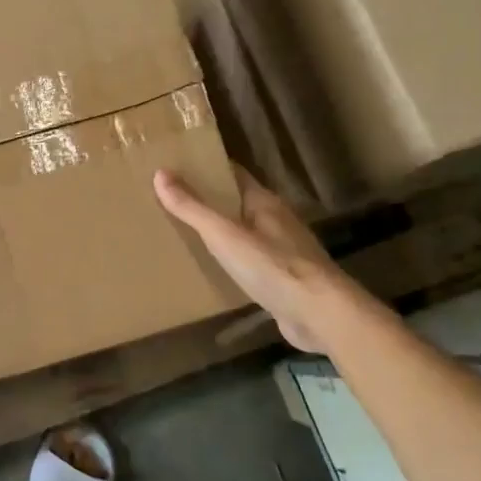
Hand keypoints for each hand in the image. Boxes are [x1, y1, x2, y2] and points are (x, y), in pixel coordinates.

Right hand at [154, 166, 352, 351]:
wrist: (320, 314)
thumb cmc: (272, 267)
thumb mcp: (224, 235)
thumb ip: (192, 208)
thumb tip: (160, 173)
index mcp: (264, 203)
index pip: (234, 174)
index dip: (208, 168)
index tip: (178, 166)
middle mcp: (276, 221)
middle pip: (239, 202)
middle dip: (210, 200)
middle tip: (173, 200)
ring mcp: (283, 251)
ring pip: (246, 232)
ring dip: (222, 230)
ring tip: (187, 233)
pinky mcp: (284, 278)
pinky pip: (252, 260)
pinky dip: (232, 259)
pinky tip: (216, 268)